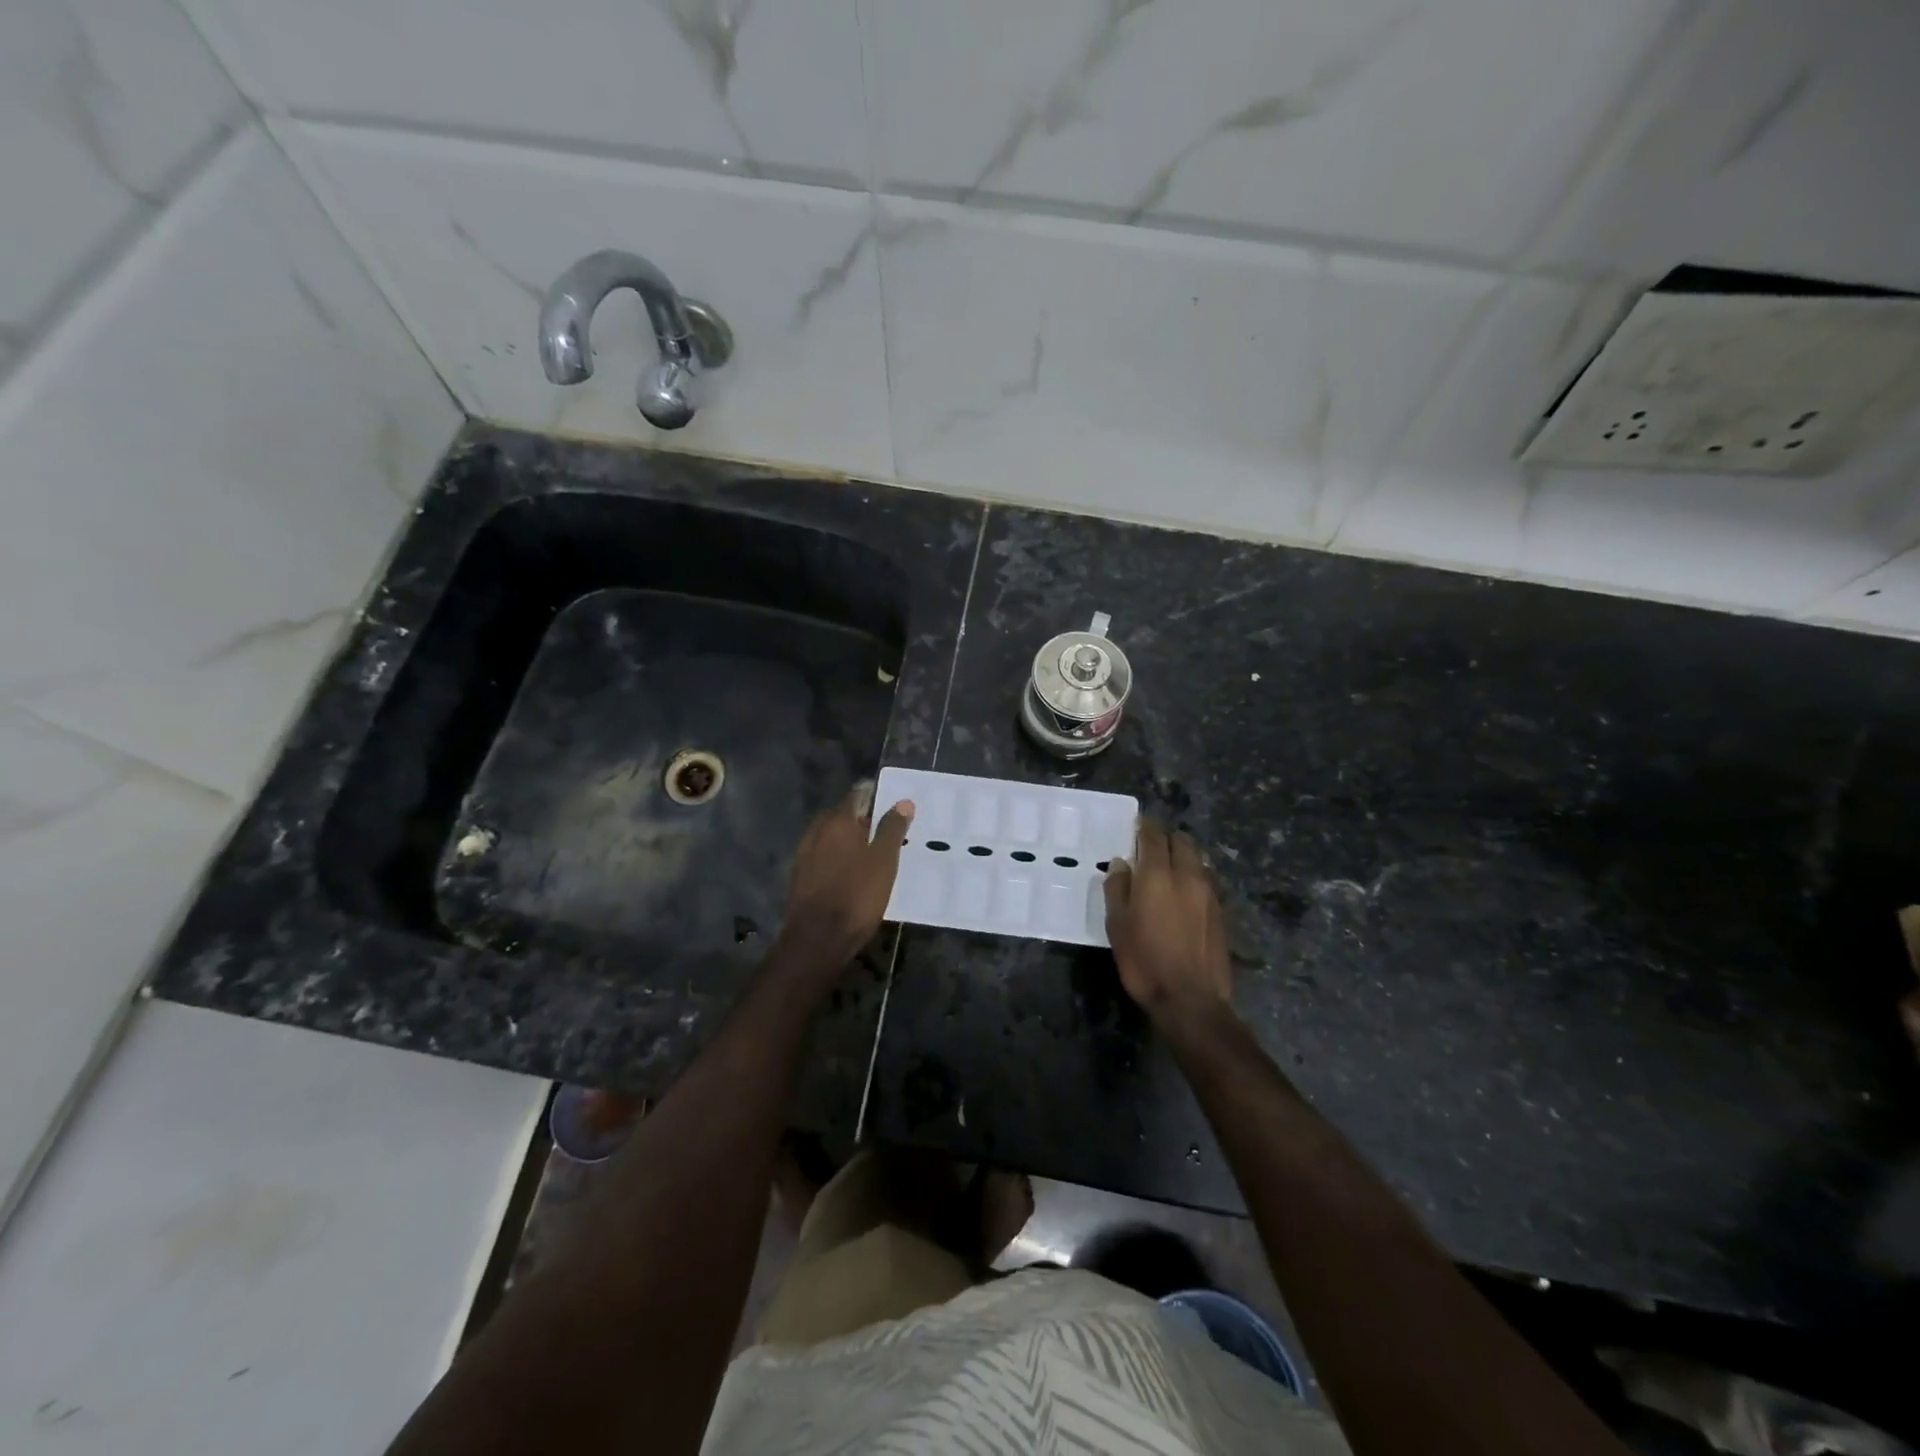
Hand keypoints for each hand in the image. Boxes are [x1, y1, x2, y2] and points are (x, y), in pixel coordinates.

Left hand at [779, 783, 914, 969]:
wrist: (818, 939)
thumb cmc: (857, 895)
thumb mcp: (884, 860)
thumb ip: (893, 829)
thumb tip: (903, 801)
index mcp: (837, 822)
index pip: (856, 796)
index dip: (873, 796)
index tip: (890, 803)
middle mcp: (817, 832)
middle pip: (840, 816)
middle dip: (860, 818)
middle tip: (883, 829)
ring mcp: (804, 855)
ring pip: (829, 837)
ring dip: (847, 840)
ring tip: (869, 852)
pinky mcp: (800, 878)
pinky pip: (822, 857)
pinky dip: (836, 858)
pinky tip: (849, 872)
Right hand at [1104, 820, 1232, 1026]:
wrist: (1191, 999)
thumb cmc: (1144, 962)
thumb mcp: (1118, 926)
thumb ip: (1118, 889)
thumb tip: (1121, 864)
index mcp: (1158, 875)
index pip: (1153, 836)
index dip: (1144, 826)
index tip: (1137, 825)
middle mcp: (1187, 876)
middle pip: (1181, 841)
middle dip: (1166, 838)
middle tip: (1151, 846)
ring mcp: (1209, 893)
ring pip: (1197, 858)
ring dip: (1183, 855)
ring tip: (1169, 866)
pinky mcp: (1221, 910)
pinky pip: (1207, 879)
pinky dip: (1194, 874)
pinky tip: (1185, 891)